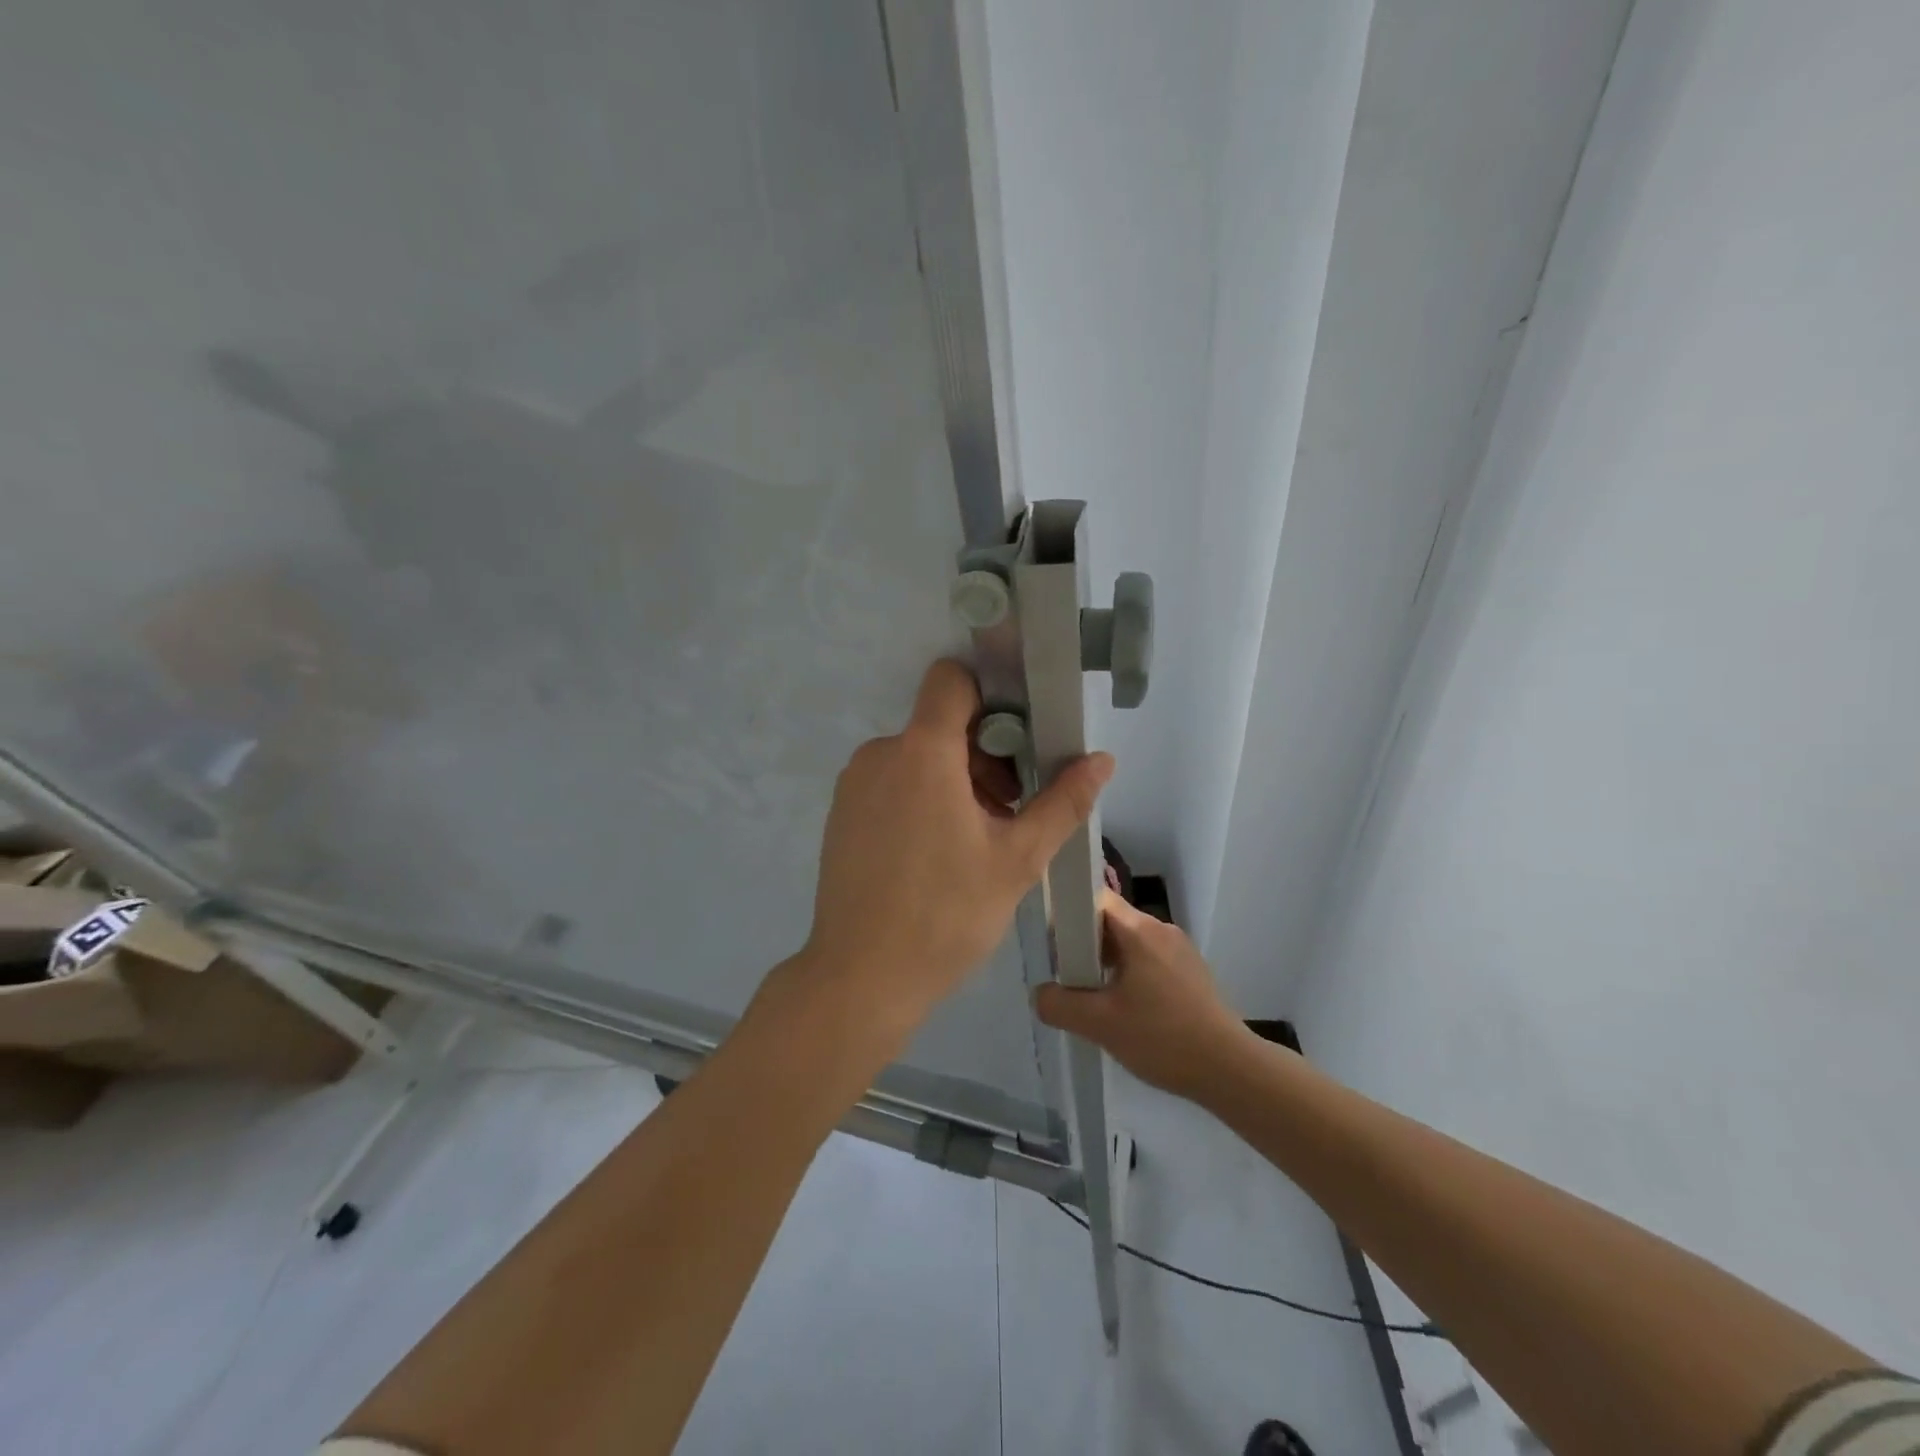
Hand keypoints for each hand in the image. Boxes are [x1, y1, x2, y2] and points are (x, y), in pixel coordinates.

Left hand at [800, 660, 1113, 1043]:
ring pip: (916, 756)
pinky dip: (922, 797)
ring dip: (955, 779)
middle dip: (984, 753)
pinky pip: (891, 782)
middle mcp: (880, 755)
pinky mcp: (841, 814)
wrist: (861, 978)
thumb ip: (1062, 802)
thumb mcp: (1018, 859)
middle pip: (940, 724)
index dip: (989, 695)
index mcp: (921, 752)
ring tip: (979, 838)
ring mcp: (854, 785)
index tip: (1019, 738)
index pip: (951, 680)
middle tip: (1010, 808)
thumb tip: (1101, 760)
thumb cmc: (946, 915)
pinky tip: (939, 852)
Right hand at [1034, 890, 1254, 1099]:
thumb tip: (1040, 993)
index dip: (1068, 914)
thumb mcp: (1099, 1024)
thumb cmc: (1162, 1037)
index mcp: (1139, 930)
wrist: (1229, 1070)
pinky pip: (1149, 960)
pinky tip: (1126, 1010)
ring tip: (1094, 998)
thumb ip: (1059, 1004)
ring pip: (1130, 943)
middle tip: (1068, 977)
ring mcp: (1180, 950)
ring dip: (1106, 963)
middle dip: (1084, 945)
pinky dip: (1130, 975)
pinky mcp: (1191, 972)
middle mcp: (1161, 929)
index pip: (1094, 898)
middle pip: (1110, 921)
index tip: (1053, 944)